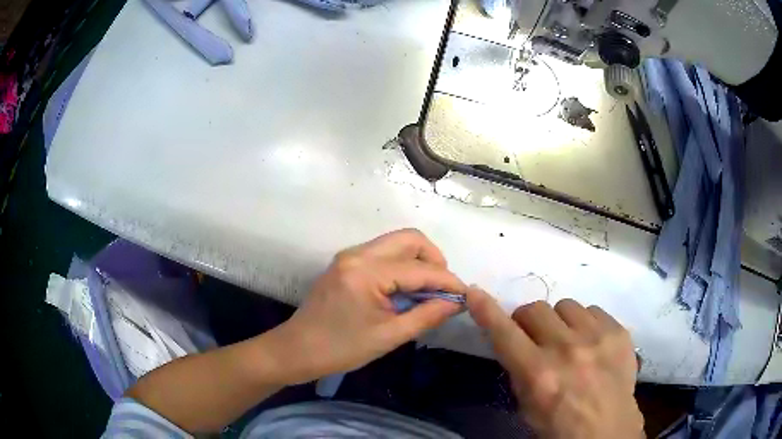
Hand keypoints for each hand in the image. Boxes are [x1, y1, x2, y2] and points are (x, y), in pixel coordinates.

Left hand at [274, 229, 466, 382]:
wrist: (296, 350)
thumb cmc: (341, 349)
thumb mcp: (389, 336)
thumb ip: (427, 316)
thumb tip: (457, 302)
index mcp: (366, 272)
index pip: (420, 269)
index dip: (448, 281)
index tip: (466, 295)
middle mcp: (358, 254)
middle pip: (409, 239)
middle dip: (434, 260)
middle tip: (444, 289)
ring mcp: (349, 256)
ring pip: (396, 243)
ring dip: (419, 261)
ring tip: (429, 291)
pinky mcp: (346, 263)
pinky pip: (383, 253)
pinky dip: (402, 265)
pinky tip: (407, 289)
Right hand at [467, 291, 643, 438]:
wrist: (607, 430)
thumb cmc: (560, 426)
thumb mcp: (527, 407)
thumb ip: (519, 371)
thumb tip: (515, 341)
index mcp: (539, 374)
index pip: (505, 333)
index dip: (486, 310)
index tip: (474, 292)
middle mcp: (567, 350)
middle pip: (536, 309)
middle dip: (529, 322)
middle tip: (535, 338)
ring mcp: (597, 337)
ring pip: (566, 305)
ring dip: (560, 322)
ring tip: (569, 342)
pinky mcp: (619, 332)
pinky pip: (593, 310)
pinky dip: (586, 324)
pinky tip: (591, 343)